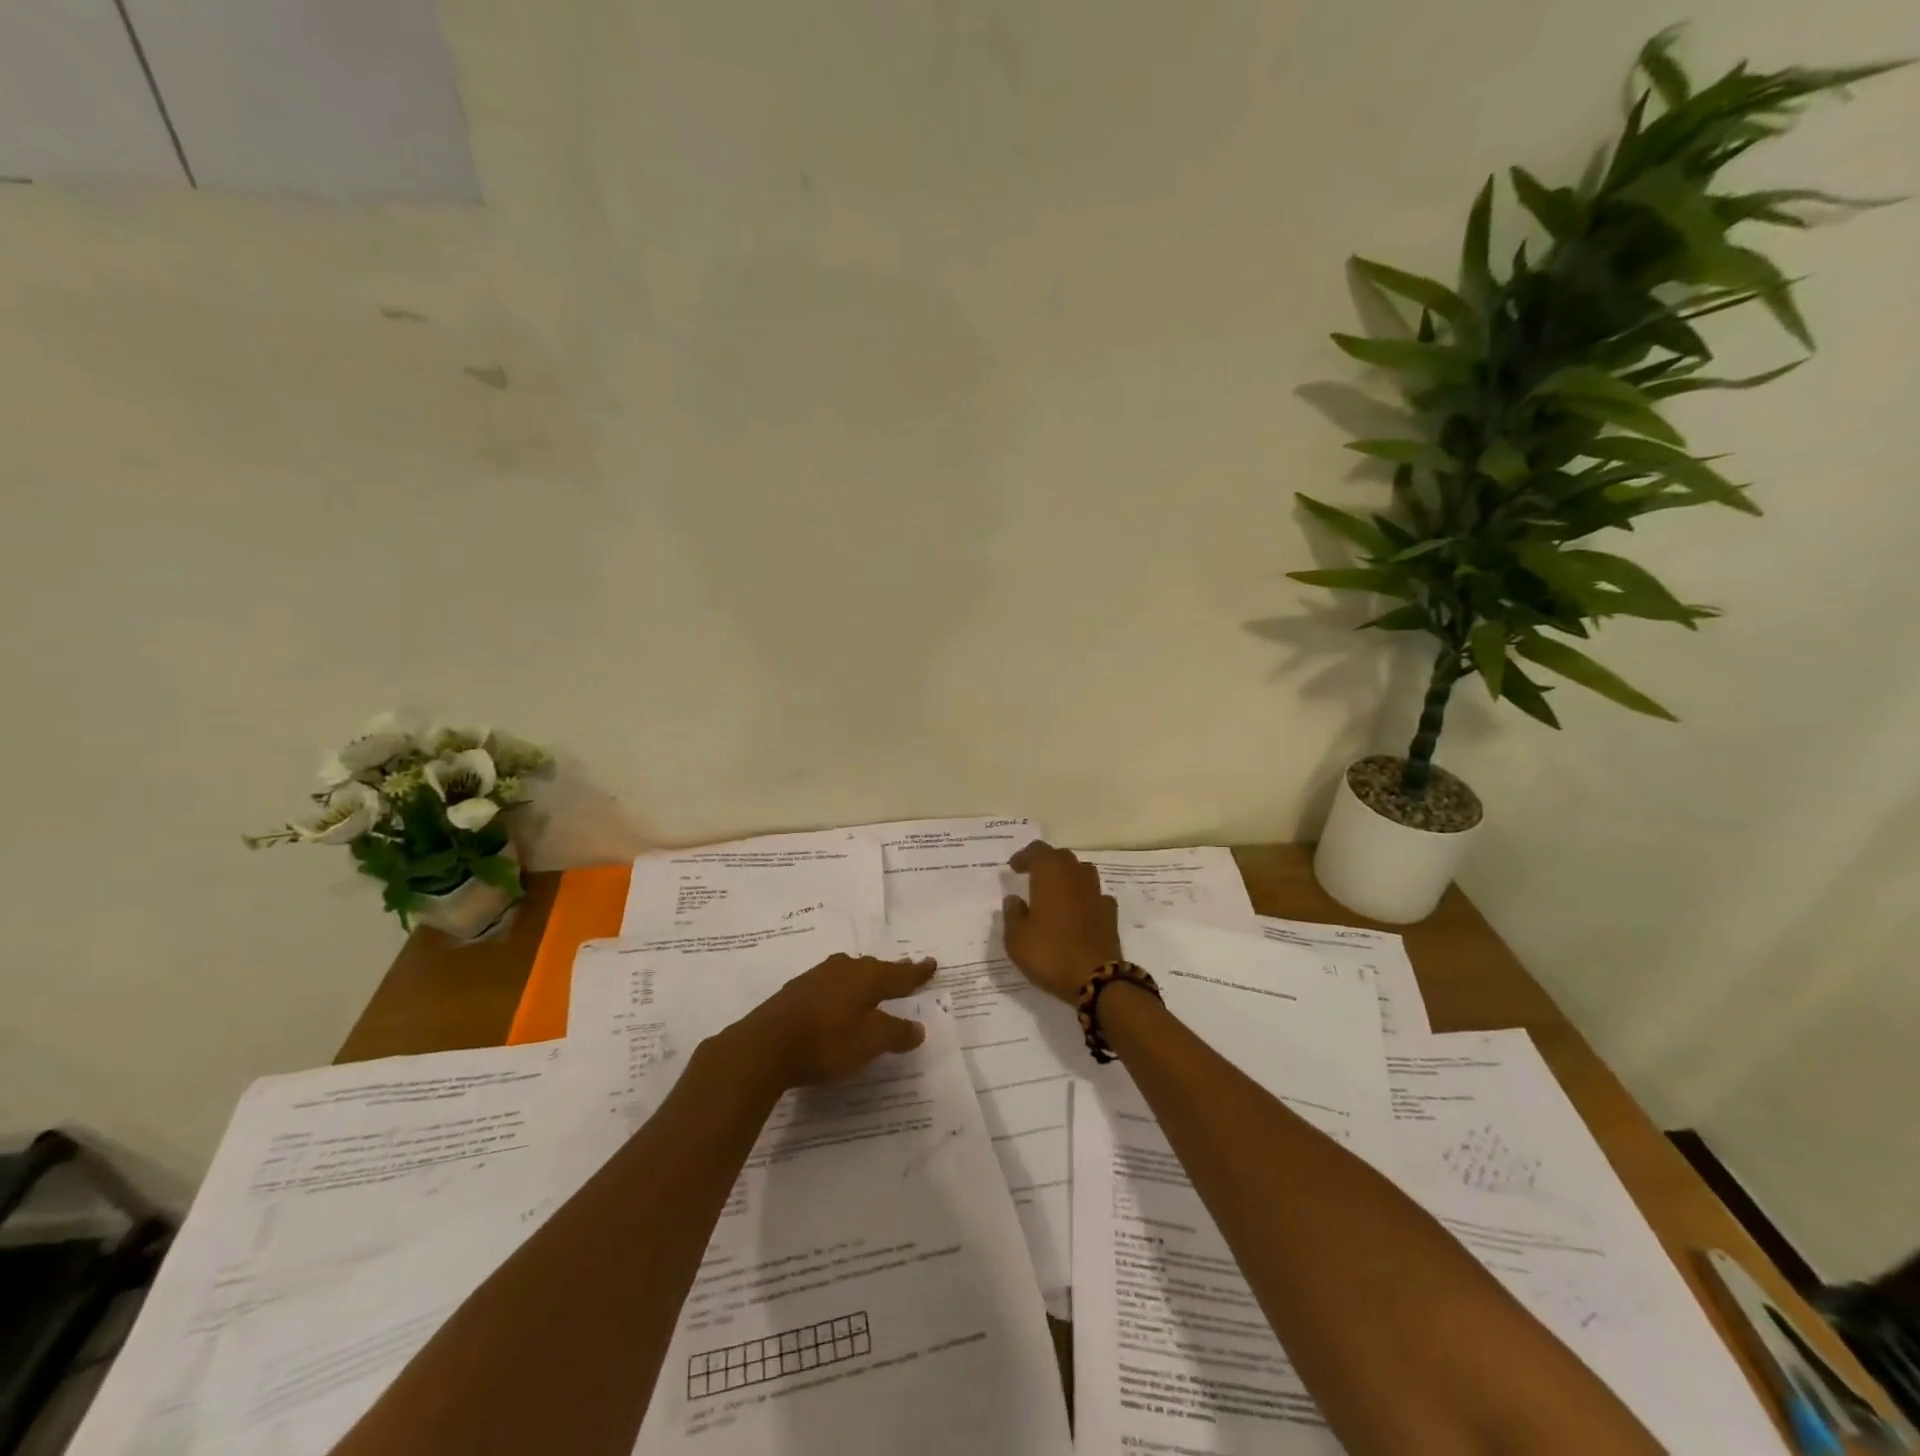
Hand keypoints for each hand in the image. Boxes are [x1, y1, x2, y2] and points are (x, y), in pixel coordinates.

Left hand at [726, 954, 936, 1090]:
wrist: (765, 1046)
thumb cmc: (827, 1041)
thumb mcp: (870, 1042)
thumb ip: (896, 1033)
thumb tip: (918, 1028)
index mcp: (867, 977)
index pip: (900, 974)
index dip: (917, 972)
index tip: (932, 963)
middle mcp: (844, 969)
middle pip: (874, 969)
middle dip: (890, 972)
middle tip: (905, 972)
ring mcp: (817, 978)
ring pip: (849, 974)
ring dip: (864, 980)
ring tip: (873, 986)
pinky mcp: (796, 992)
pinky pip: (830, 986)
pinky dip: (842, 992)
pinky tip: (838, 1002)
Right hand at [1002, 841, 1121, 1003]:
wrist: (1096, 979)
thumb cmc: (1050, 954)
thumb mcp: (1016, 939)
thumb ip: (1012, 914)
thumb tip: (1014, 899)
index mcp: (1051, 875)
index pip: (1038, 851)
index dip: (1024, 856)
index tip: (1013, 868)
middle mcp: (1076, 876)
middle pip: (1062, 857)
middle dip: (1046, 862)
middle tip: (1032, 875)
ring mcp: (1096, 893)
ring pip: (1082, 872)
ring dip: (1068, 875)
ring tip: (1055, 891)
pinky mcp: (1110, 913)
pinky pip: (1095, 895)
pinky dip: (1084, 897)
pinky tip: (1078, 911)